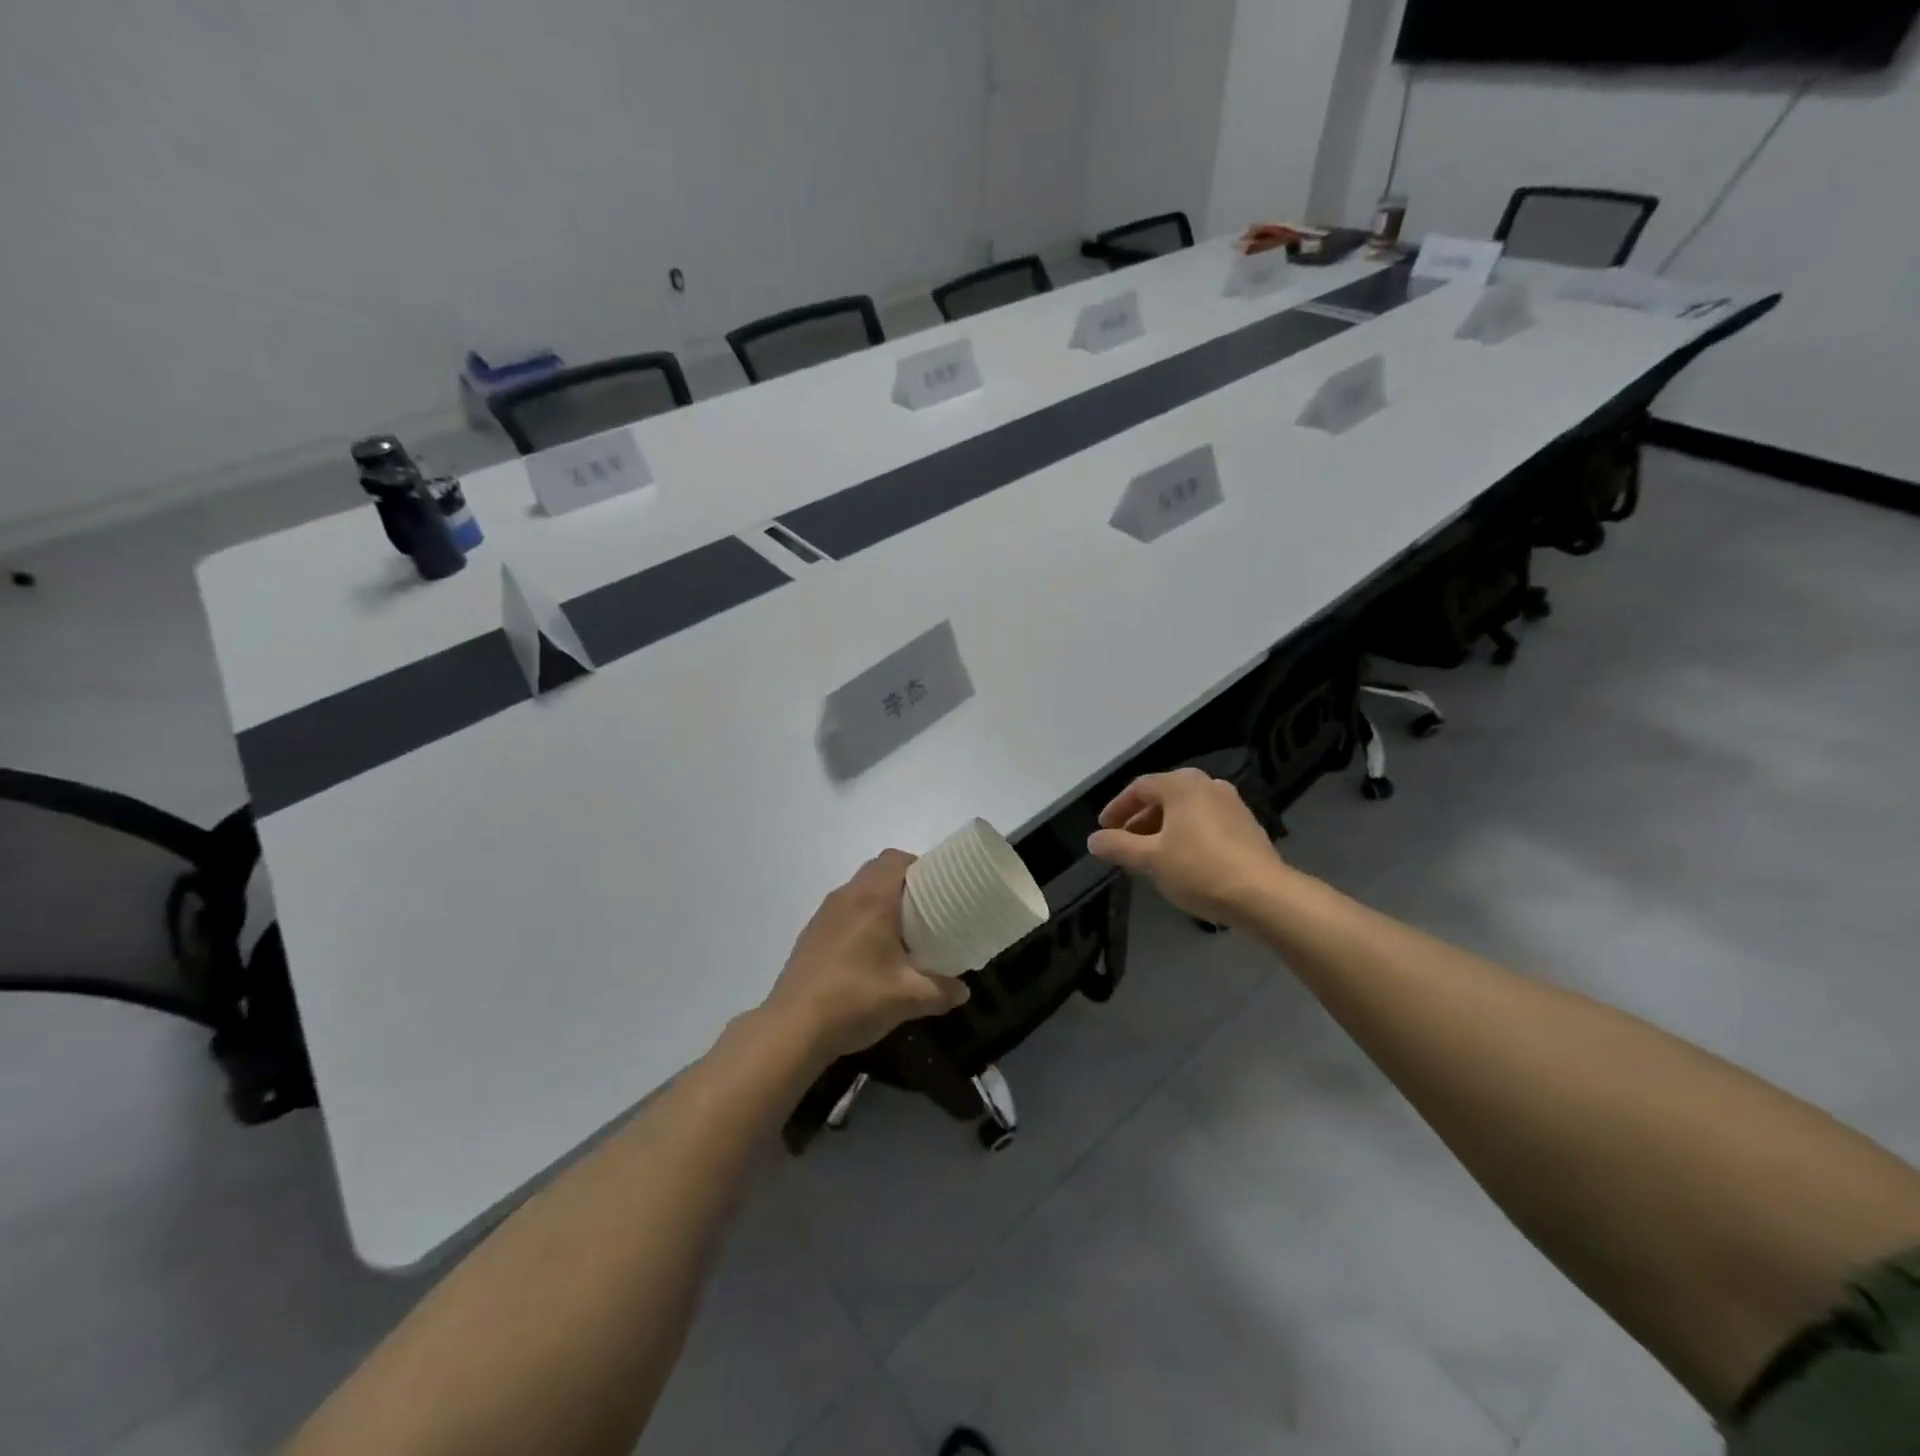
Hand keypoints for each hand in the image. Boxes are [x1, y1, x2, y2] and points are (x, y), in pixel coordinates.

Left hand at [763, 851, 969, 1063]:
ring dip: (880, 901)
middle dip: (903, 883)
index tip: (939, 889)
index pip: (896, 859)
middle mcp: (846, 897)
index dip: (920, 867)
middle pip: (877, 871)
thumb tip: (963, 990)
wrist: (793, 1028)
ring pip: (858, 891)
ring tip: (901, 933)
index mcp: (872, 898)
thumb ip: (942, 991)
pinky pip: (843, 911)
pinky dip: (860, 919)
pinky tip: (869, 954)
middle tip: (926, 911)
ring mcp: (824, 915)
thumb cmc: (855, 999)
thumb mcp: (909, 998)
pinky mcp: (811, 935)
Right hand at [1086, 769, 1287, 923]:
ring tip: (1150, 855)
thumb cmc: (1198, 869)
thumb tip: (1094, 839)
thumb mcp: (1149, 859)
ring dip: (1162, 828)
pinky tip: (1182, 861)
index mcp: (1182, 784)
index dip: (1117, 808)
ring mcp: (1231, 804)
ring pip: (1185, 810)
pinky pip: (1205, 822)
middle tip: (1124, 843)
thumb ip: (1117, 846)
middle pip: (1163, 797)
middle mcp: (1208, 785)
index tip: (1104, 829)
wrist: (1263, 895)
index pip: (1139, 788)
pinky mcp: (1247, 826)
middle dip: (1140, 820)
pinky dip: (1186, 834)